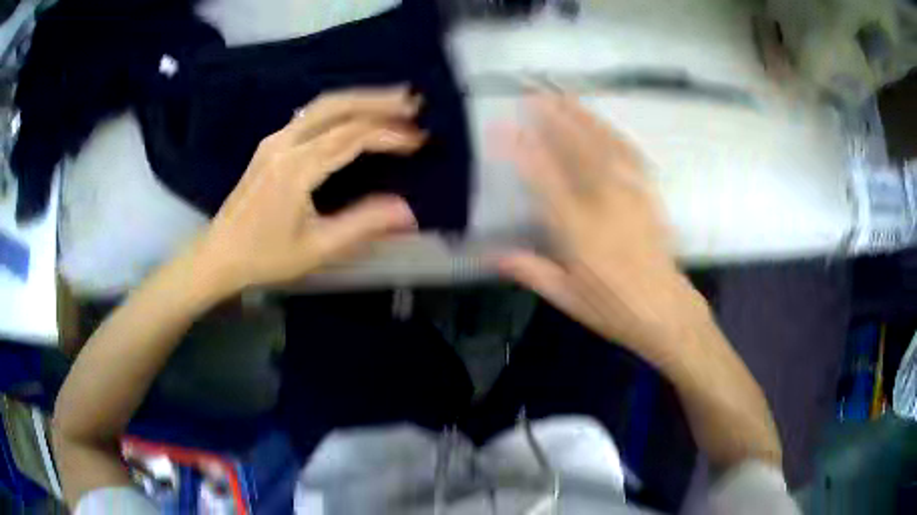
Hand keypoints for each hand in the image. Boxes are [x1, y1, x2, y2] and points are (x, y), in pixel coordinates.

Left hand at [191, 86, 424, 296]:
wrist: (219, 254)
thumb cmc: (266, 257)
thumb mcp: (317, 248)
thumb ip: (363, 225)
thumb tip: (409, 211)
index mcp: (296, 168)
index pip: (350, 136)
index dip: (388, 134)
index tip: (419, 138)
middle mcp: (284, 143)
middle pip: (336, 106)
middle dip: (377, 100)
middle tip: (413, 101)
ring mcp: (275, 140)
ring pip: (322, 105)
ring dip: (359, 99)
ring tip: (393, 101)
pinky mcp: (271, 145)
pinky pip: (310, 115)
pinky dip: (340, 109)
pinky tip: (355, 114)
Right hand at [497, 95, 709, 359]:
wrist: (665, 311)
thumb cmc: (613, 308)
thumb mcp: (567, 297)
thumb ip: (530, 270)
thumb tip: (491, 253)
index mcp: (579, 231)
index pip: (545, 180)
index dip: (522, 151)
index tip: (503, 129)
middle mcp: (604, 204)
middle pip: (577, 151)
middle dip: (553, 118)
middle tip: (534, 94)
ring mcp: (630, 194)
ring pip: (604, 146)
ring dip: (582, 116)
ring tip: (563, 94)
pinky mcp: (648, 194)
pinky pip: (631, 155)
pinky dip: (614, 133)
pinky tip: (603, 121)